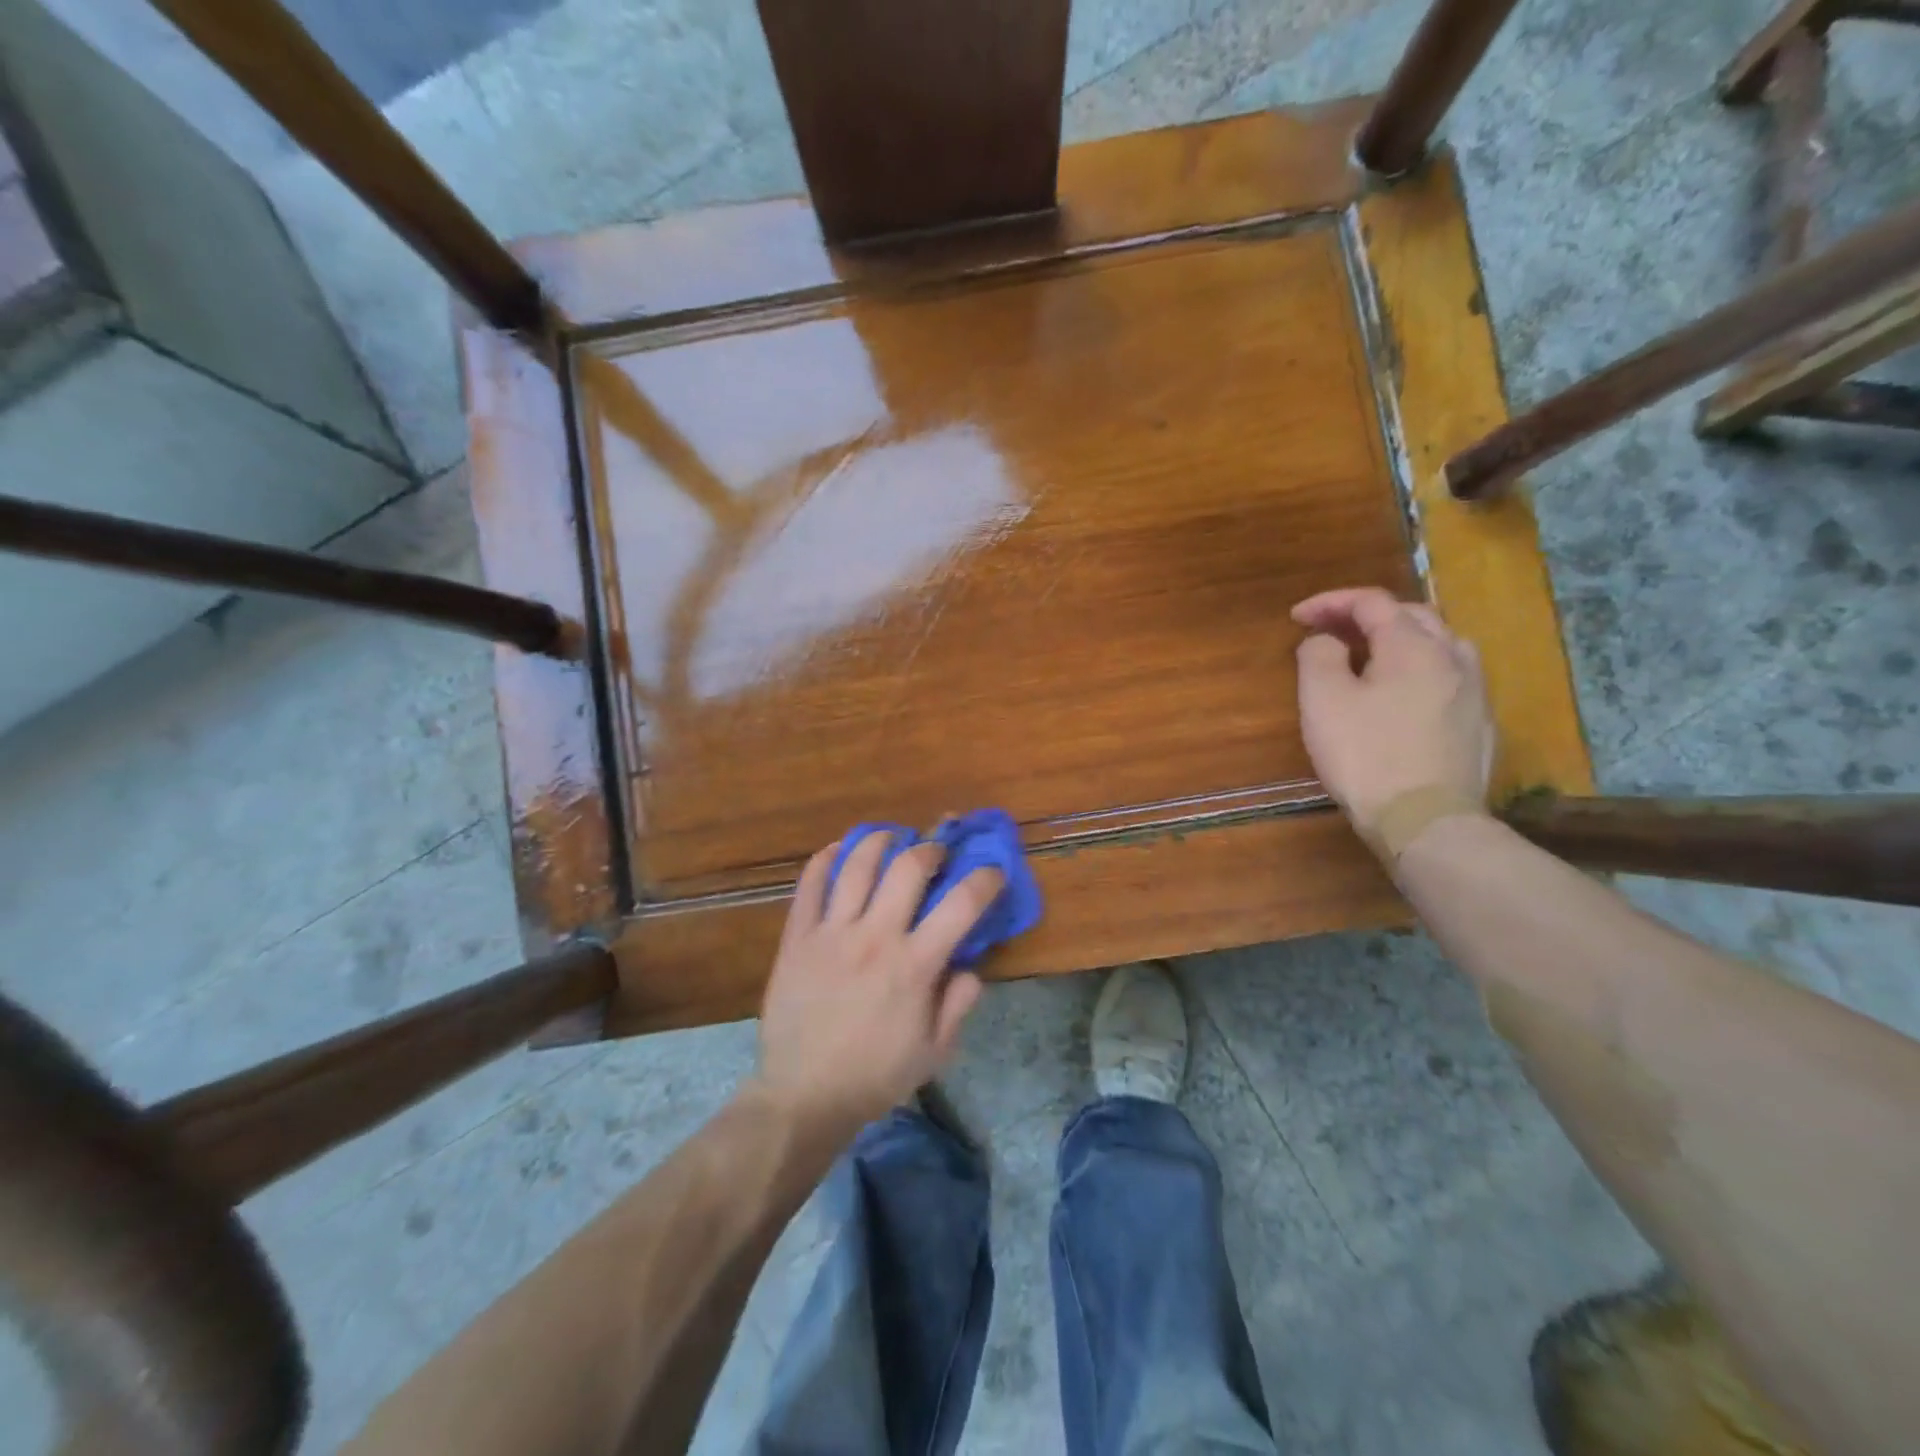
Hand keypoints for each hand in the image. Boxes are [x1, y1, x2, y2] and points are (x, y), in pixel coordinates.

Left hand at [755, 833, 1001, 1133]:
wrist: (803, 1096)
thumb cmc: (875, 1077)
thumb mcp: (935, 1052)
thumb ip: (958, 1004)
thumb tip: (970, 966)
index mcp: (914, 966)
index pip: (961, 905)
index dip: (985, 880)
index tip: (992, 872)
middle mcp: (875, 937)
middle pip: (908, 868)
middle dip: (931, 850)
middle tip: (936, 854)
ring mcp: (831, 933)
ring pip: (858, 865)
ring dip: (880, 841)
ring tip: (891, 838)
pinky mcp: (797, 938)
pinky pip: (809, 885)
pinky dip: (825, 860)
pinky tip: (838, 851)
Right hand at [1292, 587, 1494, 837]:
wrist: (1425, 820)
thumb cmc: (1365, 755)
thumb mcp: (1322, 700)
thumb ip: (1318, 655)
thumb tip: (1326, 641)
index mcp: (1413, 645)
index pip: (1372, 602)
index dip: (1330, 602)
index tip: (1296, 617)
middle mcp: (1452, 656)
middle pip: (1411, 615)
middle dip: (1366, 616)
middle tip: (1330, 632)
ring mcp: (1475, 691)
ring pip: (1438, 643)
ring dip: (1400, 639)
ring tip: (1370, 656)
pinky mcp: (1480, 724)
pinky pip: (1449, 676)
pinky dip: (1419, 669)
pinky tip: (1402, 693)